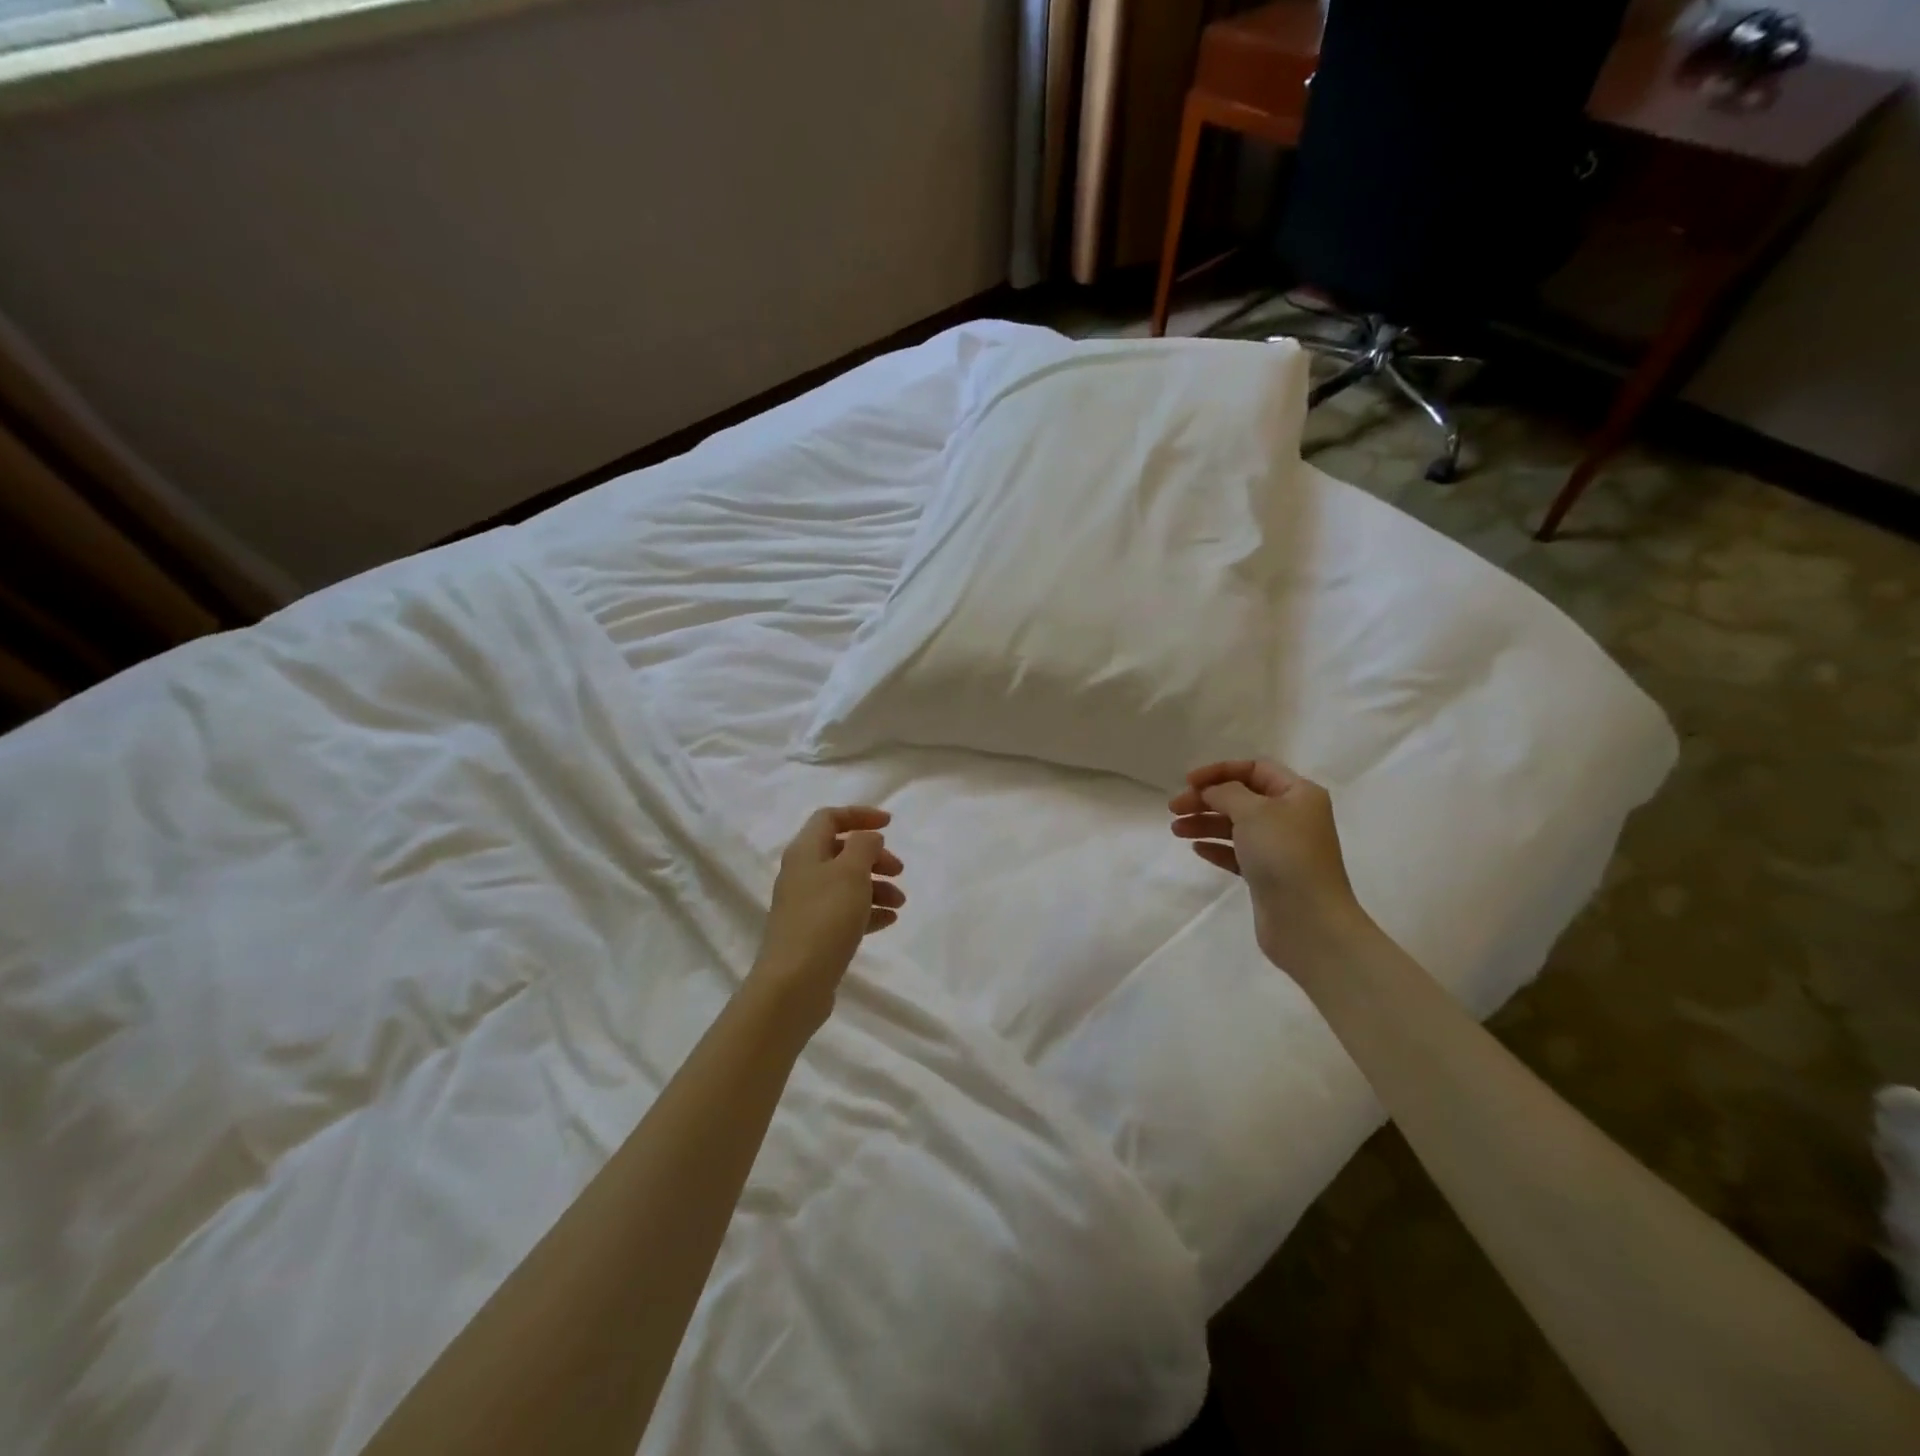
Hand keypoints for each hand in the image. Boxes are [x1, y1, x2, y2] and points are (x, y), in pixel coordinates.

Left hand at [753, 807, 904, 1020]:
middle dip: (874, 857)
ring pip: (846, 884)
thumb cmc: (825, 918)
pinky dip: (867, 911)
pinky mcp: (813, 934)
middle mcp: (801, 874)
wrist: (793, 984)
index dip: (860, 815)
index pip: (830, 817)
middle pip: (841, 852)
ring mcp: (806, 906)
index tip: (890, 824)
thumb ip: (864, 846)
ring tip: (900, 903)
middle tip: (899, 870)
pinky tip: (888, 921)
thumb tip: (867, 838)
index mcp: (805, 852)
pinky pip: (844, 912)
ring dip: (876, 886)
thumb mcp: (851, 872)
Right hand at [1169, 760, 1368, 976]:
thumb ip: (1226, 793)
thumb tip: (1212, 791)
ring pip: (1236, 826)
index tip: (1188, 782)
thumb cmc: (1283, 854)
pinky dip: (1217, 847)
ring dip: (1205, 823)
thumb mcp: (1253, 812)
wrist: (1308, 920)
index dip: (1219, 771)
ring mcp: (1280, 848)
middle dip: (1206, 799)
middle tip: (1174, 809)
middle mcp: (1292, 817)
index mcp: (1298, 794)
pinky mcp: (1269, 875)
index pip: (1255, 769)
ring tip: (1176, 830)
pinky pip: (1238, 853)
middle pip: (1242, 797)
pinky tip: (1197, 849)